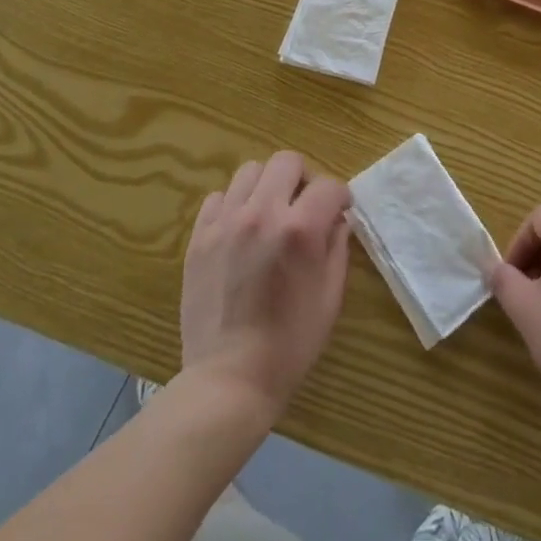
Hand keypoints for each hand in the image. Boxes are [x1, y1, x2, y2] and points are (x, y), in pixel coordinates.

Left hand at [180, 152, 351, 418]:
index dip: (340, 197)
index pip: (329, 185)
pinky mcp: (199, 236)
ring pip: (250, 171)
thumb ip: (337, 247)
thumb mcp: (330, 297)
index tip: (339, 211)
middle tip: (303, 207)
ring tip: (269, 214)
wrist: (228, 379)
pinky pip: (218, 197)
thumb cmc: (290, 343)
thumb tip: (337, 219)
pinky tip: (239, 231)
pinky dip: (233, 205)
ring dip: (266, 186)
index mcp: (300, 229)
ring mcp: (226, 222)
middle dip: (303, 179)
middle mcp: (263, 213)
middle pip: (287, 161)